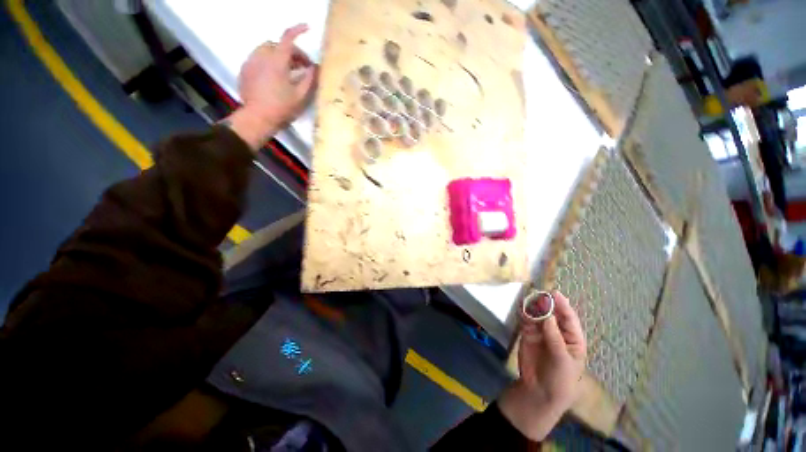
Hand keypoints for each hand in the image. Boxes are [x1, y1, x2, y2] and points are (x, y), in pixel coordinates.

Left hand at [228, 24, 317, 149]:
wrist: (258, 118)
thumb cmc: (282, 108)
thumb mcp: (301, 96)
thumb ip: (309, 79)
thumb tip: (315, 68)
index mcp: (277, 61)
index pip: (288, 38)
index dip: (298, 30)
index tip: (307, 28)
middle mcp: (261, 56)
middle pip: (277, 45)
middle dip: (291, 52)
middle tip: (302, 67)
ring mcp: (251, 62)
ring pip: (266, 51)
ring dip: (279, 56)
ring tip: (288, 72)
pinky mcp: (245, 71)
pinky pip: (258, 60)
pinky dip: (268, 63)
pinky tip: (274, 77)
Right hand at [499, 291, 586, 441]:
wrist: (539, 391)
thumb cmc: (560, 378)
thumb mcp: (562, 360)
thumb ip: (555, 337)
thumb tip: (548, 315)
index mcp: (572, 338)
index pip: (569, 319)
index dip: (563, 306)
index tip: (555, 293)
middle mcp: (557, 332)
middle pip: (553, 314)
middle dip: (547, 303)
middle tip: (538, 294)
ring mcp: (541, 332)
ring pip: (538, 315)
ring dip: (533, 307)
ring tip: (528, 300)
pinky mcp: (527, 333)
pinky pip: (526, 320)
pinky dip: (523, 313)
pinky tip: (521, 308)